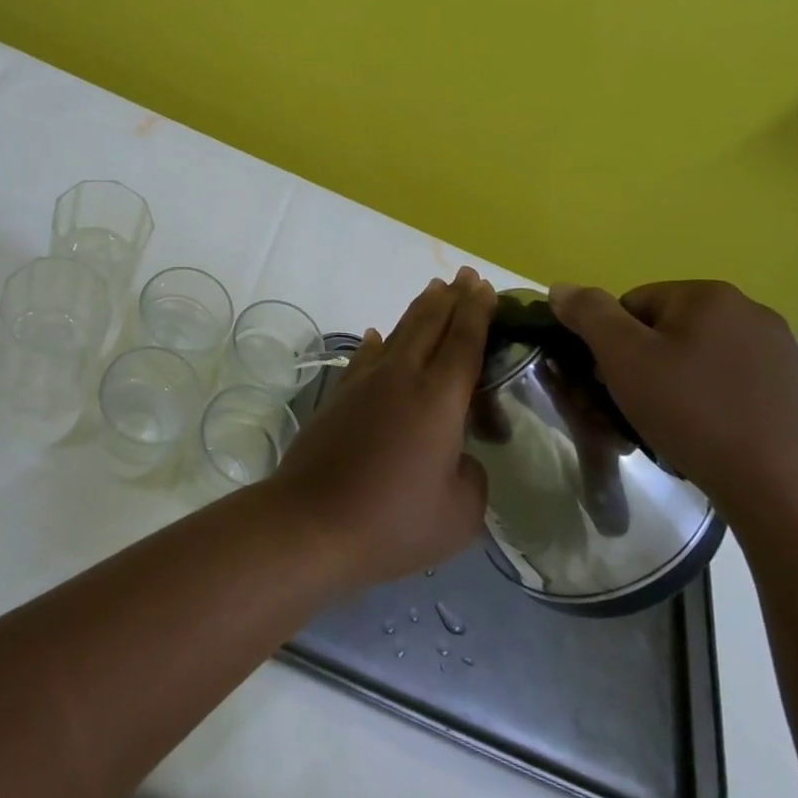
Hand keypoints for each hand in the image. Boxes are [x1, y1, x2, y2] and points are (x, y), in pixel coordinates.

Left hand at [266, 269, 493, 588]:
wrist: (312, 522)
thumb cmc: (393, 521)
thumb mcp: (459, 513)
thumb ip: (472, 475)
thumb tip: (457, 456)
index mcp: (438, 398)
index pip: (463, 340)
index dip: (477, 311)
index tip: (485, 286)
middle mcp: (401, 376)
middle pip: (430, 323)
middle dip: (451, 297)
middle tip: (467, 276)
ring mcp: (365, 382)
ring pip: (398, 332)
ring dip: (419, 309)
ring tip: (434, 290)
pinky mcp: (339, 395)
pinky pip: (365, 356)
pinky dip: (378, 342)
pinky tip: (376, 336)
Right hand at [549, 279, 797, 512]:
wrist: (787, 491)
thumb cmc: (694, 411)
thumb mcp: (623, 356)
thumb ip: (588, 314)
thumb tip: (561, 287)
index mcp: (709, 295)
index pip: (632, 304)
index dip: (612, 343)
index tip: (613, 381)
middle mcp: (750, 313)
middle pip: (665, 331)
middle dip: (642, 365)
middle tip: (634, 407)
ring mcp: (779, 354)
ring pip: (697, 361)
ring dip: (673, 387)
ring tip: (668, 428)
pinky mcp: (794, 393)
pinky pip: (729, 387)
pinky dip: (709, 405)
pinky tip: (705, 438)